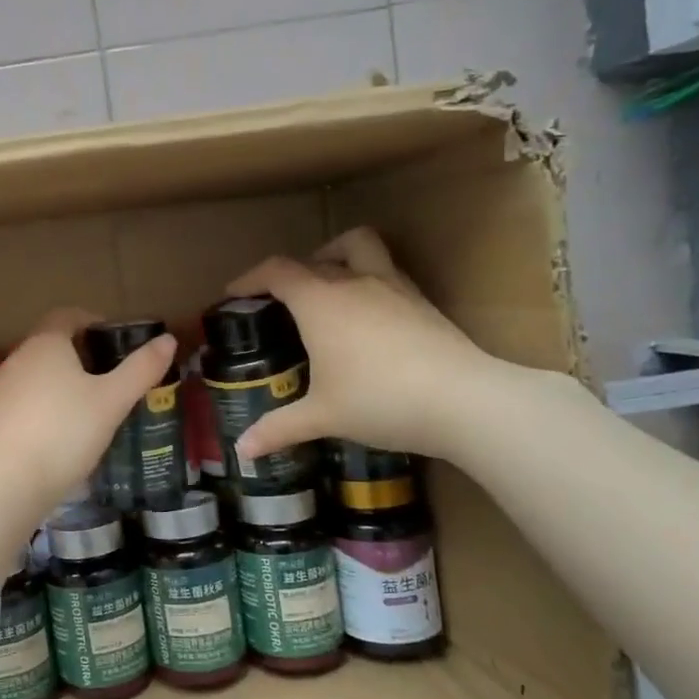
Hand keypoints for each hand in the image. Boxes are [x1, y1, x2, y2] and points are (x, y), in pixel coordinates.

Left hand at [0, 308, 177, 511]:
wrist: (6, 483)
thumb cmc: (65, 431)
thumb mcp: (112, 400)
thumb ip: (141, 369)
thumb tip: (168, 340)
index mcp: (46, 343)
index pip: (67, 315)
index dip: (93, 322)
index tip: (115, 342)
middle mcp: (18, 358)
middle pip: (52, 344)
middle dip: (81, 355)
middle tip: (111, 378)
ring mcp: (1, 389)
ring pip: (38, 375)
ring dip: (63, 383)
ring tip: (91, 408)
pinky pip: (26, 402)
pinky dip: (46, 407)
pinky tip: (63, 434)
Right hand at [226, 227, 509, 462]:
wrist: (464, 401)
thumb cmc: (379, 400)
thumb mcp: (322, 416)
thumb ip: (278, 428)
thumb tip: (242, 451)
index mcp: (320, 301)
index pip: (276, 272)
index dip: (249, 278)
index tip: (234, 295)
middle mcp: (354, 281)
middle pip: (312, 257)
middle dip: (288, 273)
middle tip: (277, 301)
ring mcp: (392, 286)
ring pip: (358, 247)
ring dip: (334, 256)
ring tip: (325, 286)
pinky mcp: (421, 301)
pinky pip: (385, 271)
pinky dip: (365, 279)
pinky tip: (366, 316)